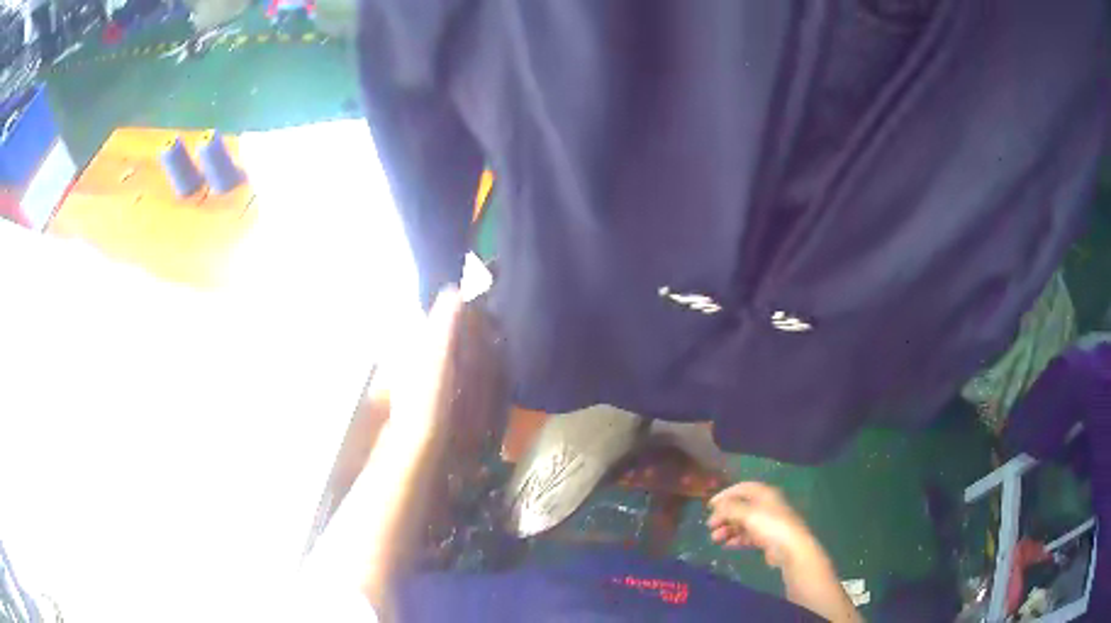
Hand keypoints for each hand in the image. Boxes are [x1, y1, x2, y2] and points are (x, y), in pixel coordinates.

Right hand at [706, 482, 819, 568]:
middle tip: (710, 525)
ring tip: (715, 538)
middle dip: (724, 516)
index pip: (742, 488)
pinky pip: (747, 536)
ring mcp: (766, 522)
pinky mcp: (766, 538)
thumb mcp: (747, 513)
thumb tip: (717, 506)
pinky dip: (736, 539)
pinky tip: (726, 545)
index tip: (710, 505)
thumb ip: (730, 508)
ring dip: (728, 529)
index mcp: (764, 494)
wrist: (790, 547)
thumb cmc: (769, 524)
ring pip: (742, 523)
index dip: (725, 495)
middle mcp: (766, 505)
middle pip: (741, 507)